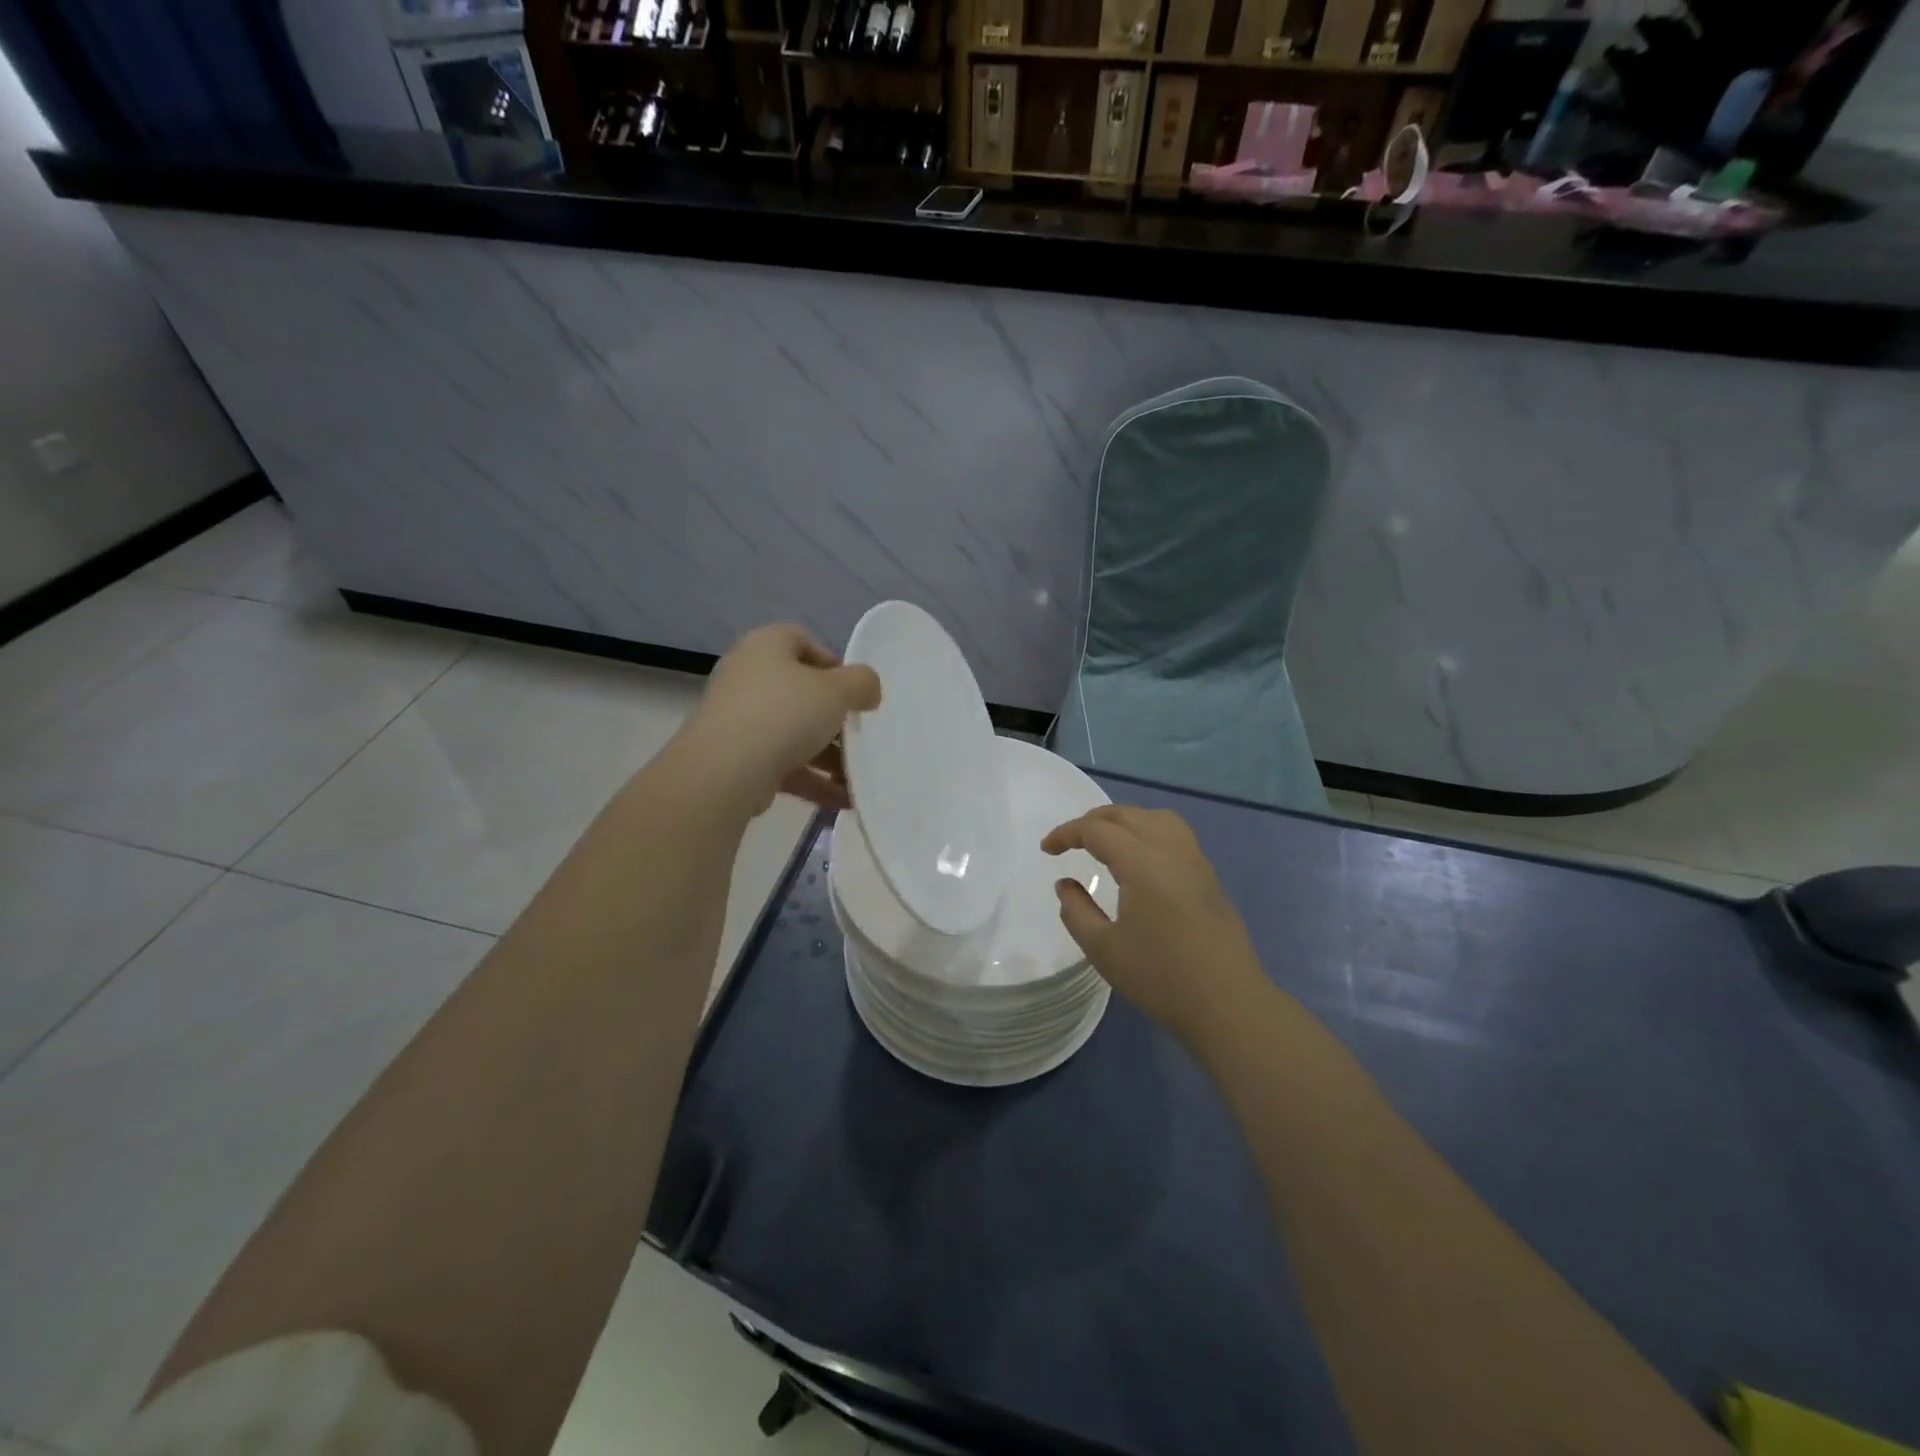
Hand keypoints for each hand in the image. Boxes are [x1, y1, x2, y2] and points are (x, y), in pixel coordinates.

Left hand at [685, 624, 880, 813]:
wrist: (725, 770)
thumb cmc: (785, 713)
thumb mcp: (838, 690)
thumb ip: (862, 683)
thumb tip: (868, 690)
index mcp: (765, 646)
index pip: (800, 640)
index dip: (832, 662)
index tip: (854, 690)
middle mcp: (746, 677)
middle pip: (799, 691)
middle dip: (833, 717)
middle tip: (858, 734)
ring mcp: (738, 720)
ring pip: (792, 732)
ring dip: (828, 755)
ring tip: (857, 776)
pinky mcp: (737, 758)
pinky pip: (782, 764)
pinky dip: (812, 779)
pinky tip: (843, 799)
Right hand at [1043, 805, 1268, 1047]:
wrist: (1228, 1005)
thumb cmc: (1161, 978)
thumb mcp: (1104, 949)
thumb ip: (1076, 911)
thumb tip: (1065, 884)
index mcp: (1143, 864)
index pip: (1098, 830)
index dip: (1067, 834)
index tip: (1046, 850)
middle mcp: (1171, 851)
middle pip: (1128, 815)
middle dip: (1093, 821)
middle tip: (1070, 841)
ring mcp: (1196, 863)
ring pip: (1157, 818)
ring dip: (1126, 820)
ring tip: (1106, 841)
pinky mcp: (1209, 879)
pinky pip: (1175, 835)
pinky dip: (1149, 832)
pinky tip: (1140, 860)